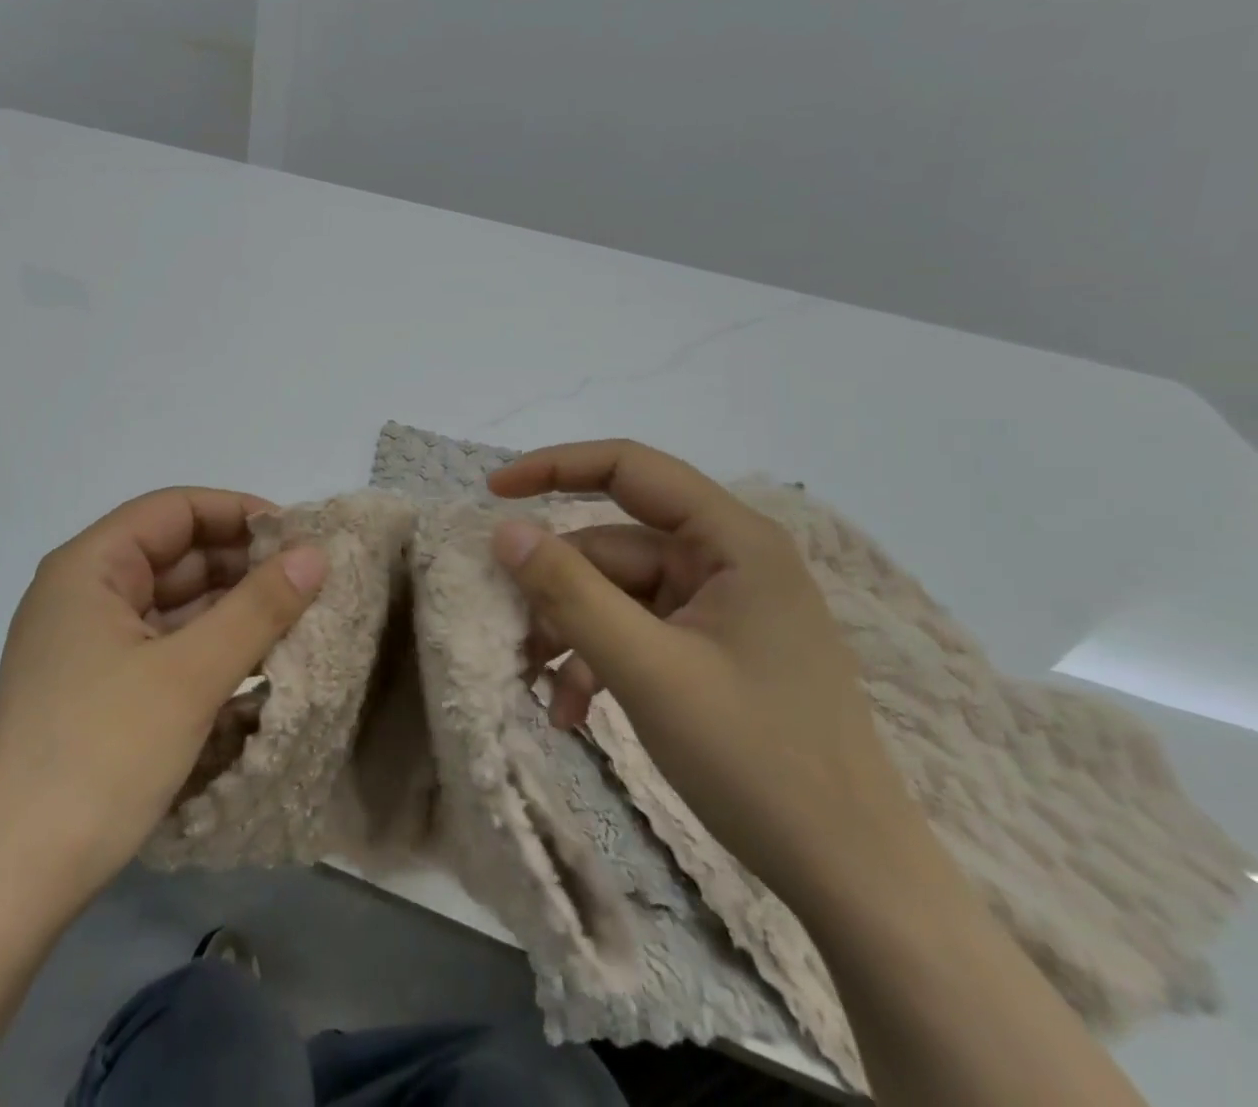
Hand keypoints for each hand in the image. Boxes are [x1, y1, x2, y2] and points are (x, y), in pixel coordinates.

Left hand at [0, 489, 327, 920]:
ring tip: (295, 619)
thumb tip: (315, 553)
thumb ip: (258, 607)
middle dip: (240, 564)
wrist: (16, 878)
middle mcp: (83, 593)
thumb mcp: (191, 675)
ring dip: (229, 609)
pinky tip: (255, 663)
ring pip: (171, 604)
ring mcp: (87, 643)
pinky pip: (162, 645)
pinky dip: (207, 647)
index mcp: (89, 567)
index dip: (237, 512)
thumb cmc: (103, 755)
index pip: (173, 510)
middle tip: (307, 581)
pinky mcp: (96, 687)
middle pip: (173, 555)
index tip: (296, 536)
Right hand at [490, 441, 930, 914]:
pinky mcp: (712, 651)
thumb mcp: (647, 670)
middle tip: (507, 632)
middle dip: (555, 589)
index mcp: (733, 542)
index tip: (493, 493)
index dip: (555, 467)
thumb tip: (504, 530)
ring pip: (615, 595)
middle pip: (612, 547)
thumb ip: (570, 592)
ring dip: (570, 634)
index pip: (630, 468)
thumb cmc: (758, 760)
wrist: (854, 881)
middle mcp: (727, 562)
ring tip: (538, 687)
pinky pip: (635, 633)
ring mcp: (720, 610)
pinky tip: (573, 711)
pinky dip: (597, 662)